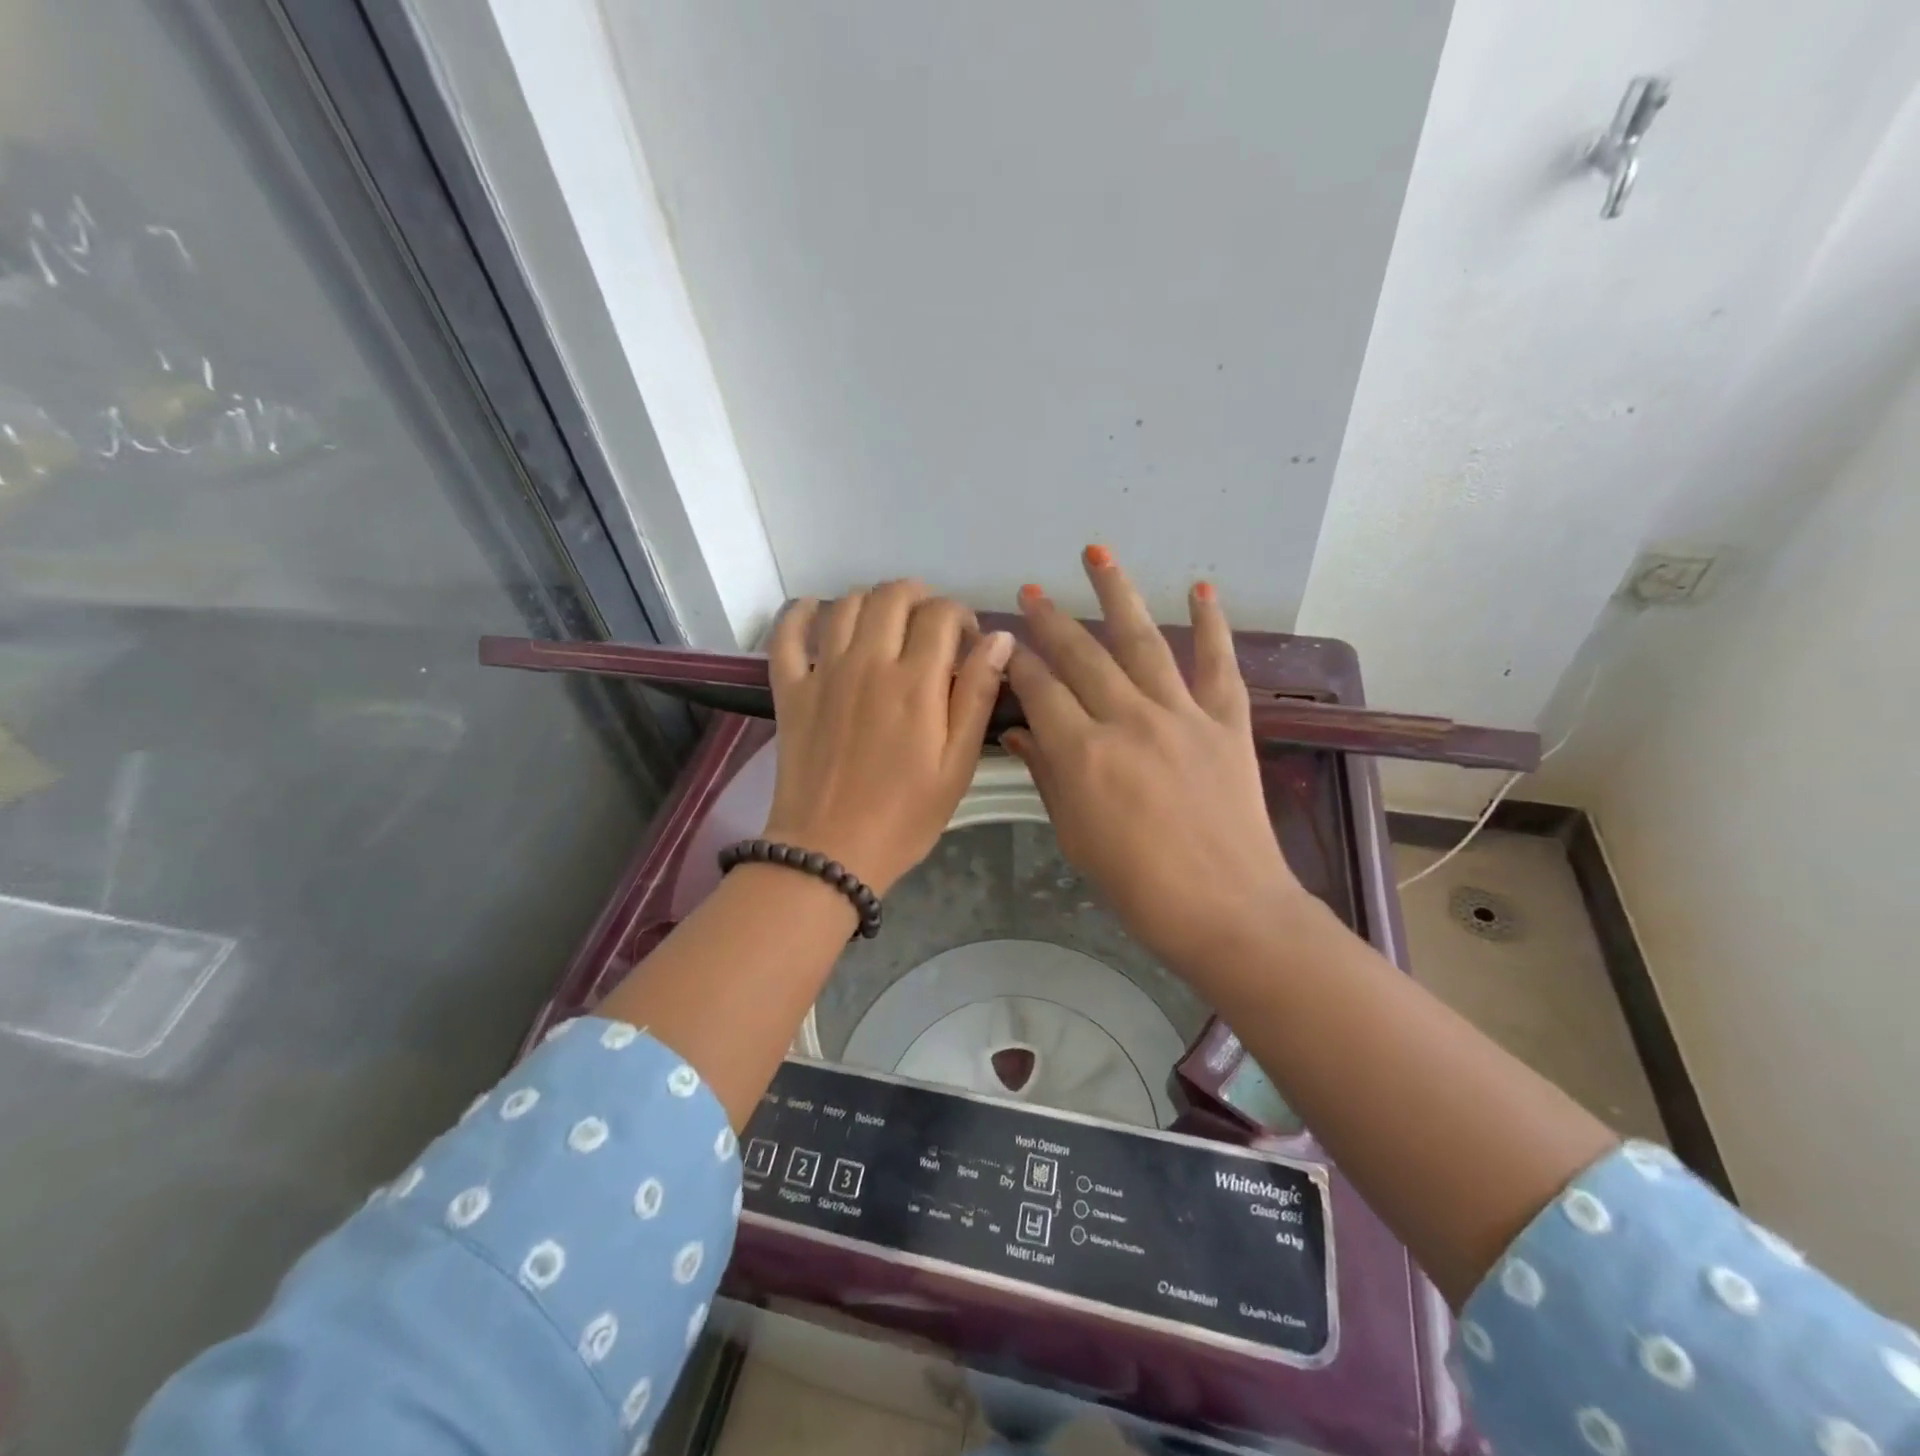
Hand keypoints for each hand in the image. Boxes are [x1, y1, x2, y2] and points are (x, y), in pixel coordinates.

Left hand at [764, 581, 1013, 895]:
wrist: (830, 852)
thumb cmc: (905, 816)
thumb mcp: (958, 764)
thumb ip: (978, 696)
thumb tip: (1000, 639)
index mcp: (916, 682)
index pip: (941, 614)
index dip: (961, 616)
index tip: (967, 641)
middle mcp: (868, 662)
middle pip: (892, 597)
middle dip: (919, 597)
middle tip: (929, 626)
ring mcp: (824, 672)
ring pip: (846, 605)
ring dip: (871, 600)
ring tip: (885, 622)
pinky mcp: (791, 690)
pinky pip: (788, 634)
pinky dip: (802, 613)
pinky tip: (817, 611)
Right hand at [1002, 549, 1307, 970]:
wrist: (1226, 909)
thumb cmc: (1137, 886)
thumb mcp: (1075, 835)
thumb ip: (1047, 775)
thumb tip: (1018, 734)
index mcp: (1082, 752)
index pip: (1038, 689)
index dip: (1016, 662)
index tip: (1001, 644)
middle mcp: (1127, 719)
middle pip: (1081, 655)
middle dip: (1051, 619)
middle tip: (1032, 590)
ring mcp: (1181, 714)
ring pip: (1142, 640)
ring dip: (1117, 592)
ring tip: (1097, 552)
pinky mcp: (1227, 721)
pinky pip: (1218, 662)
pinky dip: (1212, 623)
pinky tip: (1201, 587)